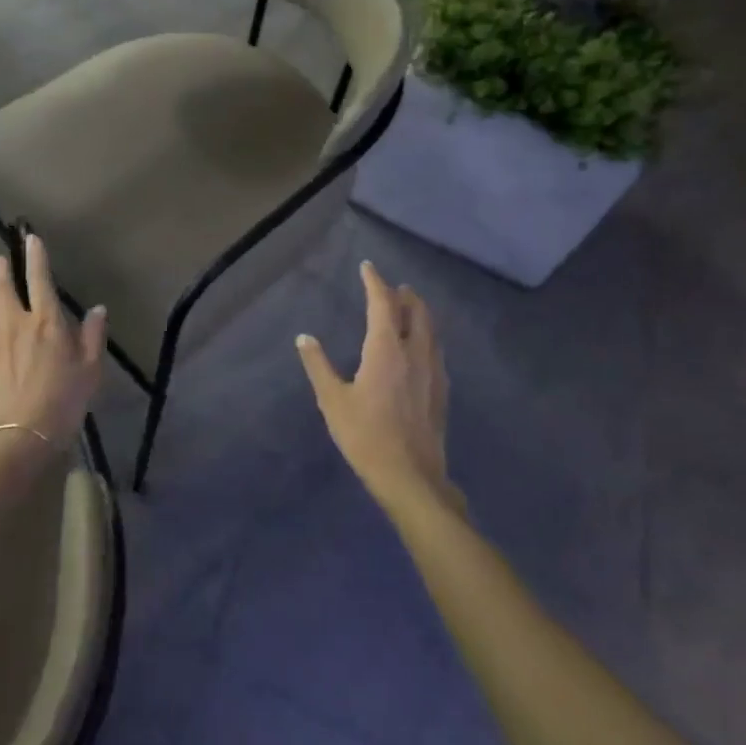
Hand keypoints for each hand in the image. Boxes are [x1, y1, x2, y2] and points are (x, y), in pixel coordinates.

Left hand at [0, 235, 106, 453]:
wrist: (19, 435)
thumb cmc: (63, 400)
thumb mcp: (91, 369)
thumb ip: (93, 335)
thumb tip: (97, 309)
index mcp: (46, 321)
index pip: (40, 280)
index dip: (36, 258)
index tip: (30, 239)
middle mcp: (15, 325)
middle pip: (4, 291)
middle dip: (1, 271)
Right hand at [296, 262, 455, 514]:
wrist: (411, 477)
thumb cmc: (366, 436)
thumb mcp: (333, 401)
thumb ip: (318, 366)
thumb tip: (304, 338)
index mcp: (386, 349)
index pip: (383, 303)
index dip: (375, 282)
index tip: (367, 267)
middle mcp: (414, 352)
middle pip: (415, 311)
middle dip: (404, 295)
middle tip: (392, 287)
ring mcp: (433, 371)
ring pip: (430, 330)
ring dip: (419, 313)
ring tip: (409, 308)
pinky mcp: (441, 391)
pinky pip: (435, 349)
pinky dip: (426, 336)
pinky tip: (420, 349)